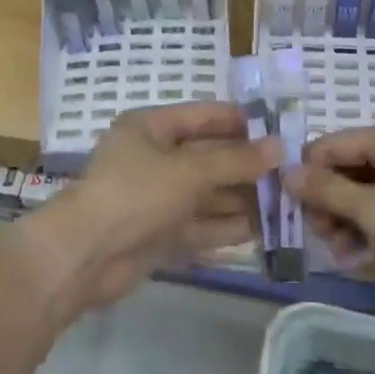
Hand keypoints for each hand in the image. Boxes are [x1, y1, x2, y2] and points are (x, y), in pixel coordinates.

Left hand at [50, 101, 280, 307]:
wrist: (84, 257)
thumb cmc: (135, 194)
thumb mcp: (188, 170)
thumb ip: (234, 160)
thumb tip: (279, 147)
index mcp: (151, 128)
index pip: (203, 116)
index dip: (240, 122)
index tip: (280, 131)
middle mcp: (154, 159)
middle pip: (207, 157)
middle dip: (245, 166)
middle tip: (290, 173)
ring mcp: (156, 199)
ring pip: (207, 194)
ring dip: (241, 199)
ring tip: (284, 203)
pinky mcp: (159, 234)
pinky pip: (199, 225)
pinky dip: (226, 227)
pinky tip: (261, 230)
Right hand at [290, 120, 374, 299]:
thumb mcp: (373, 212)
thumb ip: (327, 190)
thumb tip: (285, 171)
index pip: (332, 144)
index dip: (308, 174)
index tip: (294, 210)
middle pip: (349, 166)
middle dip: (329, 201)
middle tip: (320, 236)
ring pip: (366, 191)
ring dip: (346, 219)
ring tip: (339, 251)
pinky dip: (370, 228)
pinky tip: (357, 255)